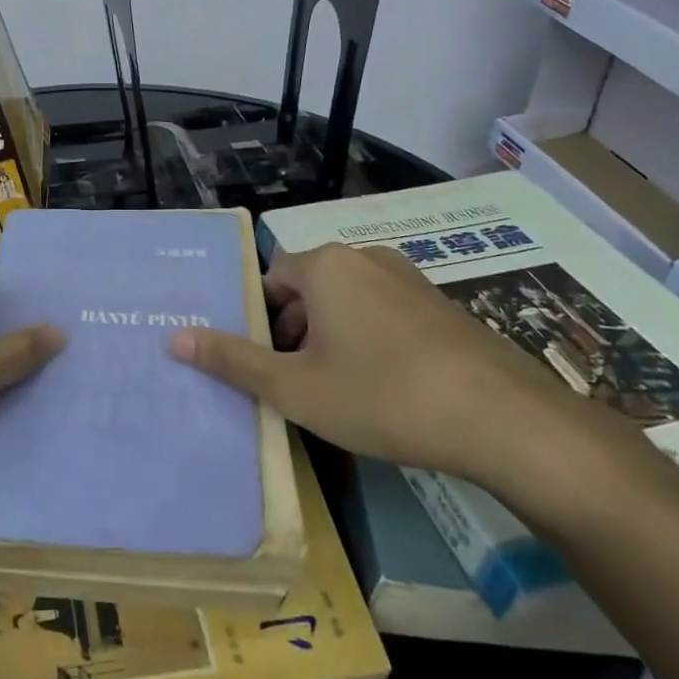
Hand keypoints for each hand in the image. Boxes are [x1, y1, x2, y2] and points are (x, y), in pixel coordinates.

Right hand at [170, 242, 606, 483]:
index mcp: (324, 265)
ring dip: (331, 339)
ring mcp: (410, 278)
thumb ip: (232, 361)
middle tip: (297, 384)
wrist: (504, 420)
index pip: (270, 281)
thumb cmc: (381, 396)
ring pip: (347, 303)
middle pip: (308, 289)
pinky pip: (385, 314)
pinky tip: (387, 389)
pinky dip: (371, 341)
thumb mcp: (294, 388)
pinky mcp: (442, 305)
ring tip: (340, 392)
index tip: (266, 367)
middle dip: (293, 333)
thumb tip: (174, 337)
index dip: (260, 324)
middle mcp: (365, 258)